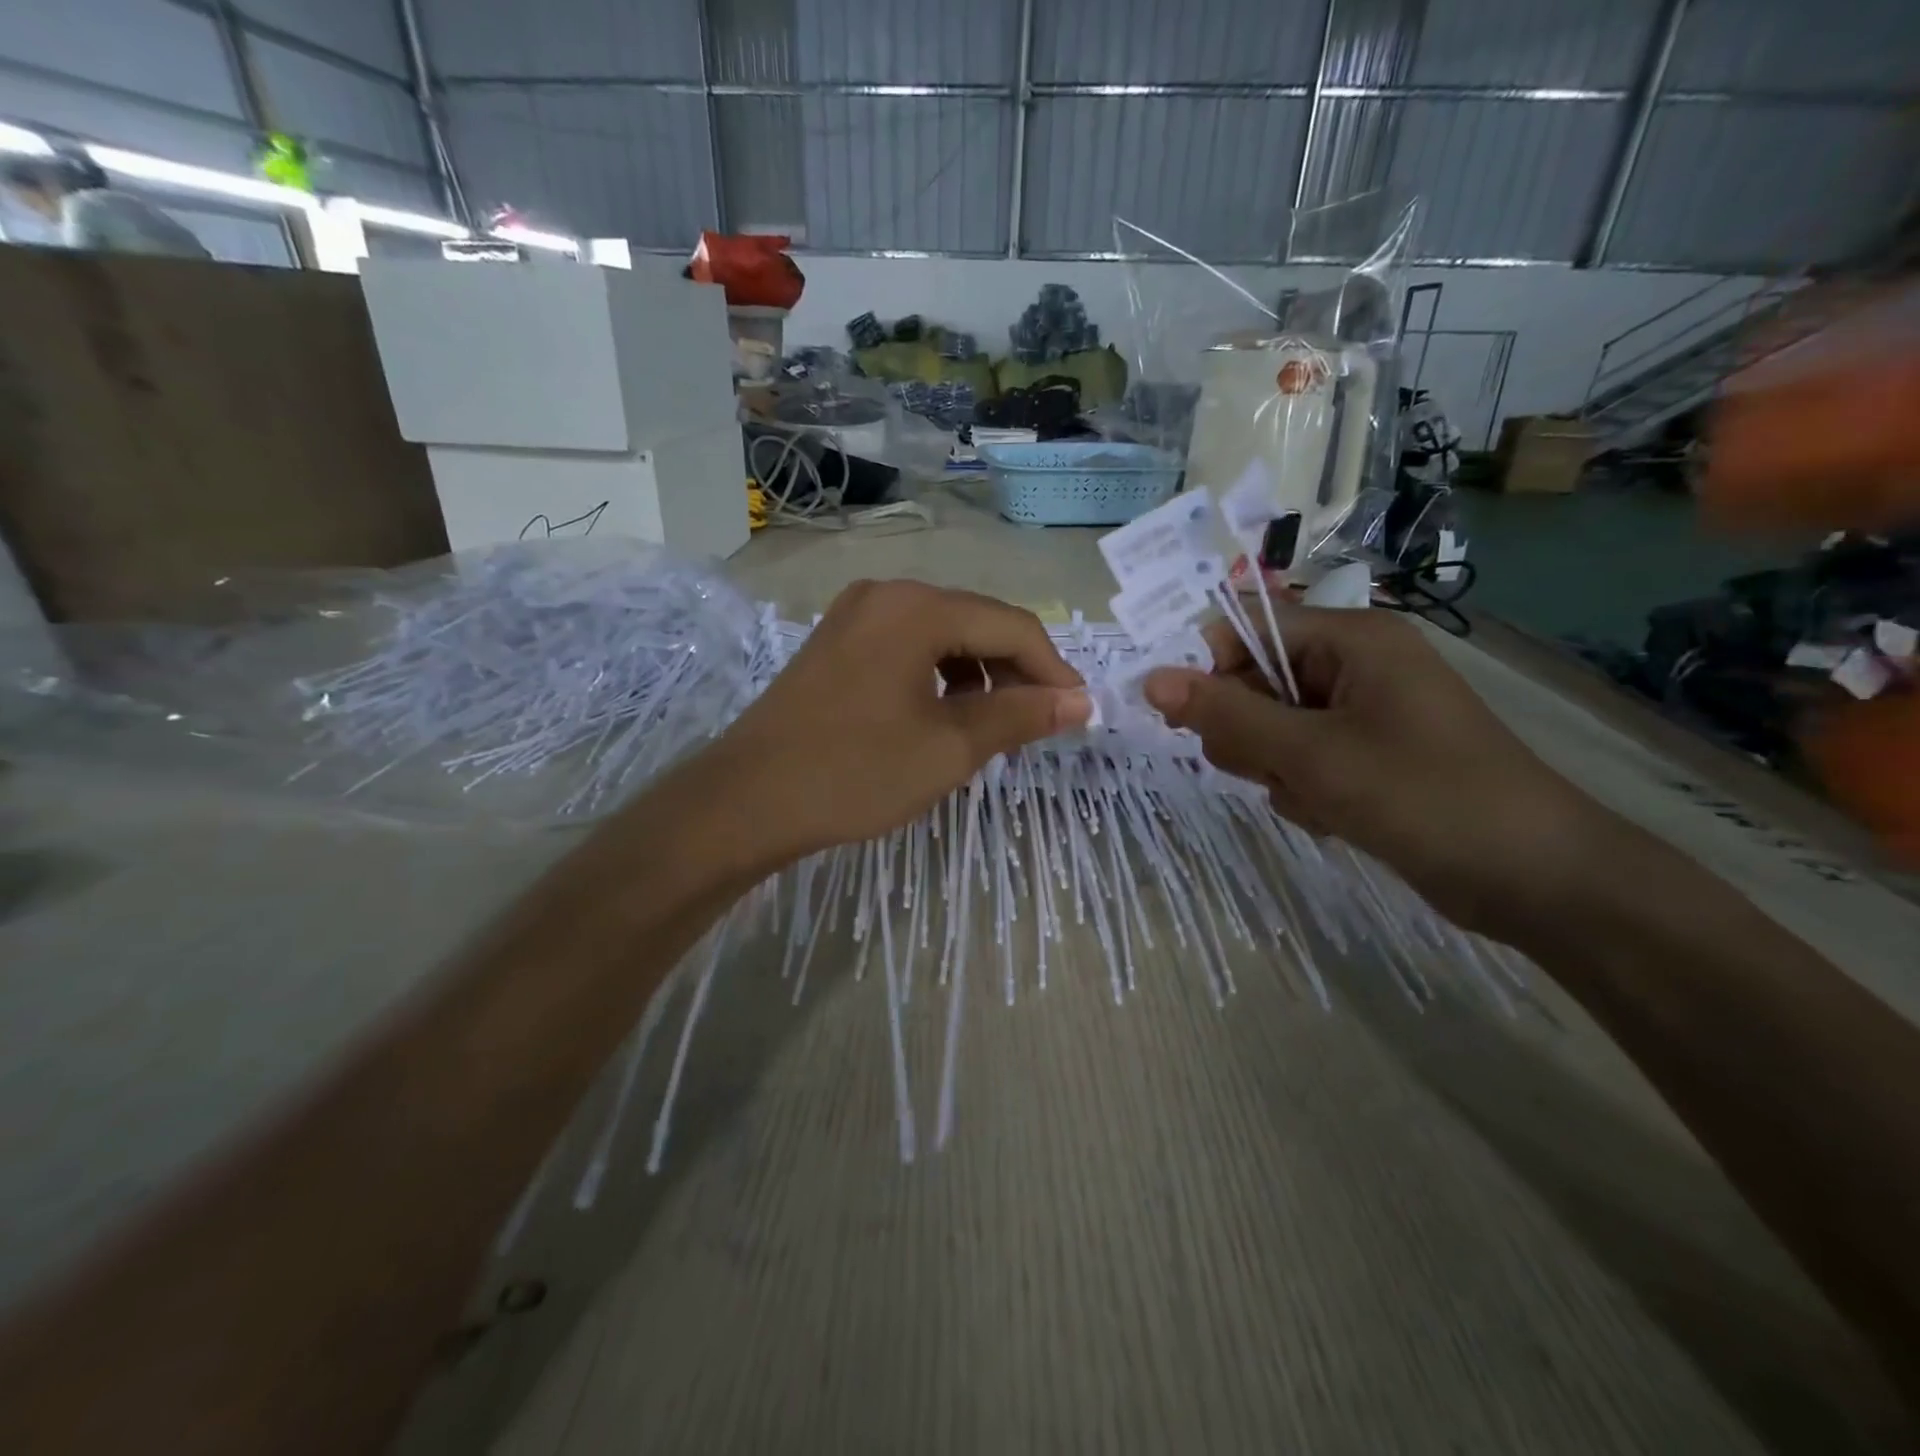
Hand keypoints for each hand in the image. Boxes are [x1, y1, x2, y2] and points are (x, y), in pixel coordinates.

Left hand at [701, 580, 1090, 867]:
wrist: (747, 800)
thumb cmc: (855, 773)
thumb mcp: (950, 748)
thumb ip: (1021, 716)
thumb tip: (1080, 701)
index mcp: (917, 607)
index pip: (1012, 625)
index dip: (1052, 669)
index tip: (1076, 714)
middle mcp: (887, 594)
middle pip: (976, 622)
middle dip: (1014, 673)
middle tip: (1036, 726)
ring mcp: (855, 614)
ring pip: (942, 635)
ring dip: (978, 676)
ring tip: (990, 728)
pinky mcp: (837, 641)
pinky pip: (908, 647)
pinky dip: (938, 676)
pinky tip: (943, 716)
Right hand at [1143, 607, 1610, 939]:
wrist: (1535, 879)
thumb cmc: (1423, 796)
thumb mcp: (1311, 755)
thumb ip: (1226, 715)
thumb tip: (1150, 680)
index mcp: (1351, 639)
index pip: (1247, 629)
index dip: (1208, 669)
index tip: (1185, 720)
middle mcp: (1355, 666)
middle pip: (1255, 683)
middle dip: (1250, 733)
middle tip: (1276, 769)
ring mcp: (1362, 715)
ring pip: (1272, 729)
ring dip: (1276, 769)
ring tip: (1318, 798)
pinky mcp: (1367, 757)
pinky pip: (1301, 761)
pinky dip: (1303, 790)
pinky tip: (1335, 816)